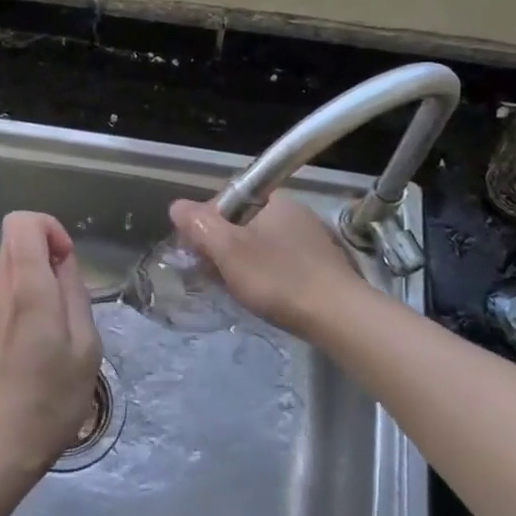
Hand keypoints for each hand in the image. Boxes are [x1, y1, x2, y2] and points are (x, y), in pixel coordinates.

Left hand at [0, 212, 102, 477]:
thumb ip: (74, 293)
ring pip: (7, 265)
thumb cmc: (52, 398)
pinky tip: (39, 339)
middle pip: (14, 240)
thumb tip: (63, 262)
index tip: (67, 261)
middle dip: (45, 252)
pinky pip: (2, 291)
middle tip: (68, 294)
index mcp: (26, 288)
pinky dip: (23, 296)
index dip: (49, 228)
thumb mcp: (85, 346)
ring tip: (57, 321)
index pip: (21, 222)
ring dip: (35, 276)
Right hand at [169, 195, 361, 338]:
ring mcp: (310, 237)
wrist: (338, 316)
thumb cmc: (277, 279)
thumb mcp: (228, 251)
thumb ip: (200, 225)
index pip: (225, 199)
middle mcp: (293, 211)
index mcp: (272, 200)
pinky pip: (280, 260)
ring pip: (261, 243)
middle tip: (211, 274)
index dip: (204, 222)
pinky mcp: (321, 263)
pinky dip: (265, 273)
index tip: (196, 251)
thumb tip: (177, 206)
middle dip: (221, 245)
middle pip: (242, 222)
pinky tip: (263, 295)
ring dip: (242, 261)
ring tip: (234, 288)